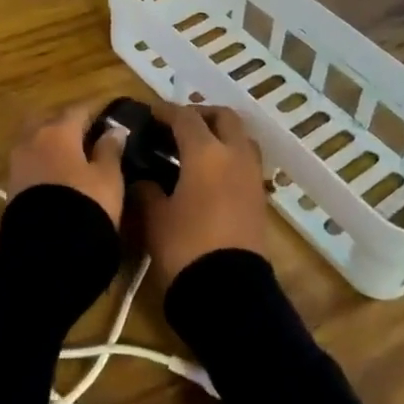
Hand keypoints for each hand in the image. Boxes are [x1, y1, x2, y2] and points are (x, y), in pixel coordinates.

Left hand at [7, 102, 126, 227]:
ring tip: (74, 158)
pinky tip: (58, 175)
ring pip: (36, 140)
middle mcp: (33, 138)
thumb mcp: (108, 177)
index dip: (96, 111)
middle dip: (67, 124)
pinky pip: (30, 161)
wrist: (47, 250)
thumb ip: (110, 150)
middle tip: (87, 135)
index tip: (110, 116)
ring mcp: (18, 161)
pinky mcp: (11, 185)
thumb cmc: (85, 204)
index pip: (79, 109)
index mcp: (58, 130)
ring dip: (52, 143)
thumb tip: (115, 130)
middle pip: (50, 120)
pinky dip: (44, 161)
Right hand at [135, 104, 268, 287]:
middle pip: (224, 118)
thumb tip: (143, 179)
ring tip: (197, 148)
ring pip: (241, 138)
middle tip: (179, 126)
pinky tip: (211, 175)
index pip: (185, 117)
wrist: (229, 292)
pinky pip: (246, 162)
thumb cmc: (185, 247)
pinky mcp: (260, 199)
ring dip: (221, 134)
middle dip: (201, 115)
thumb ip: (147, 190)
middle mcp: (234, 155)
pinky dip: (230, 157)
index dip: (165, 111)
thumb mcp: (155, 218)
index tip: (150, 113)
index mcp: (206, 153)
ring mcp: (252, 176)